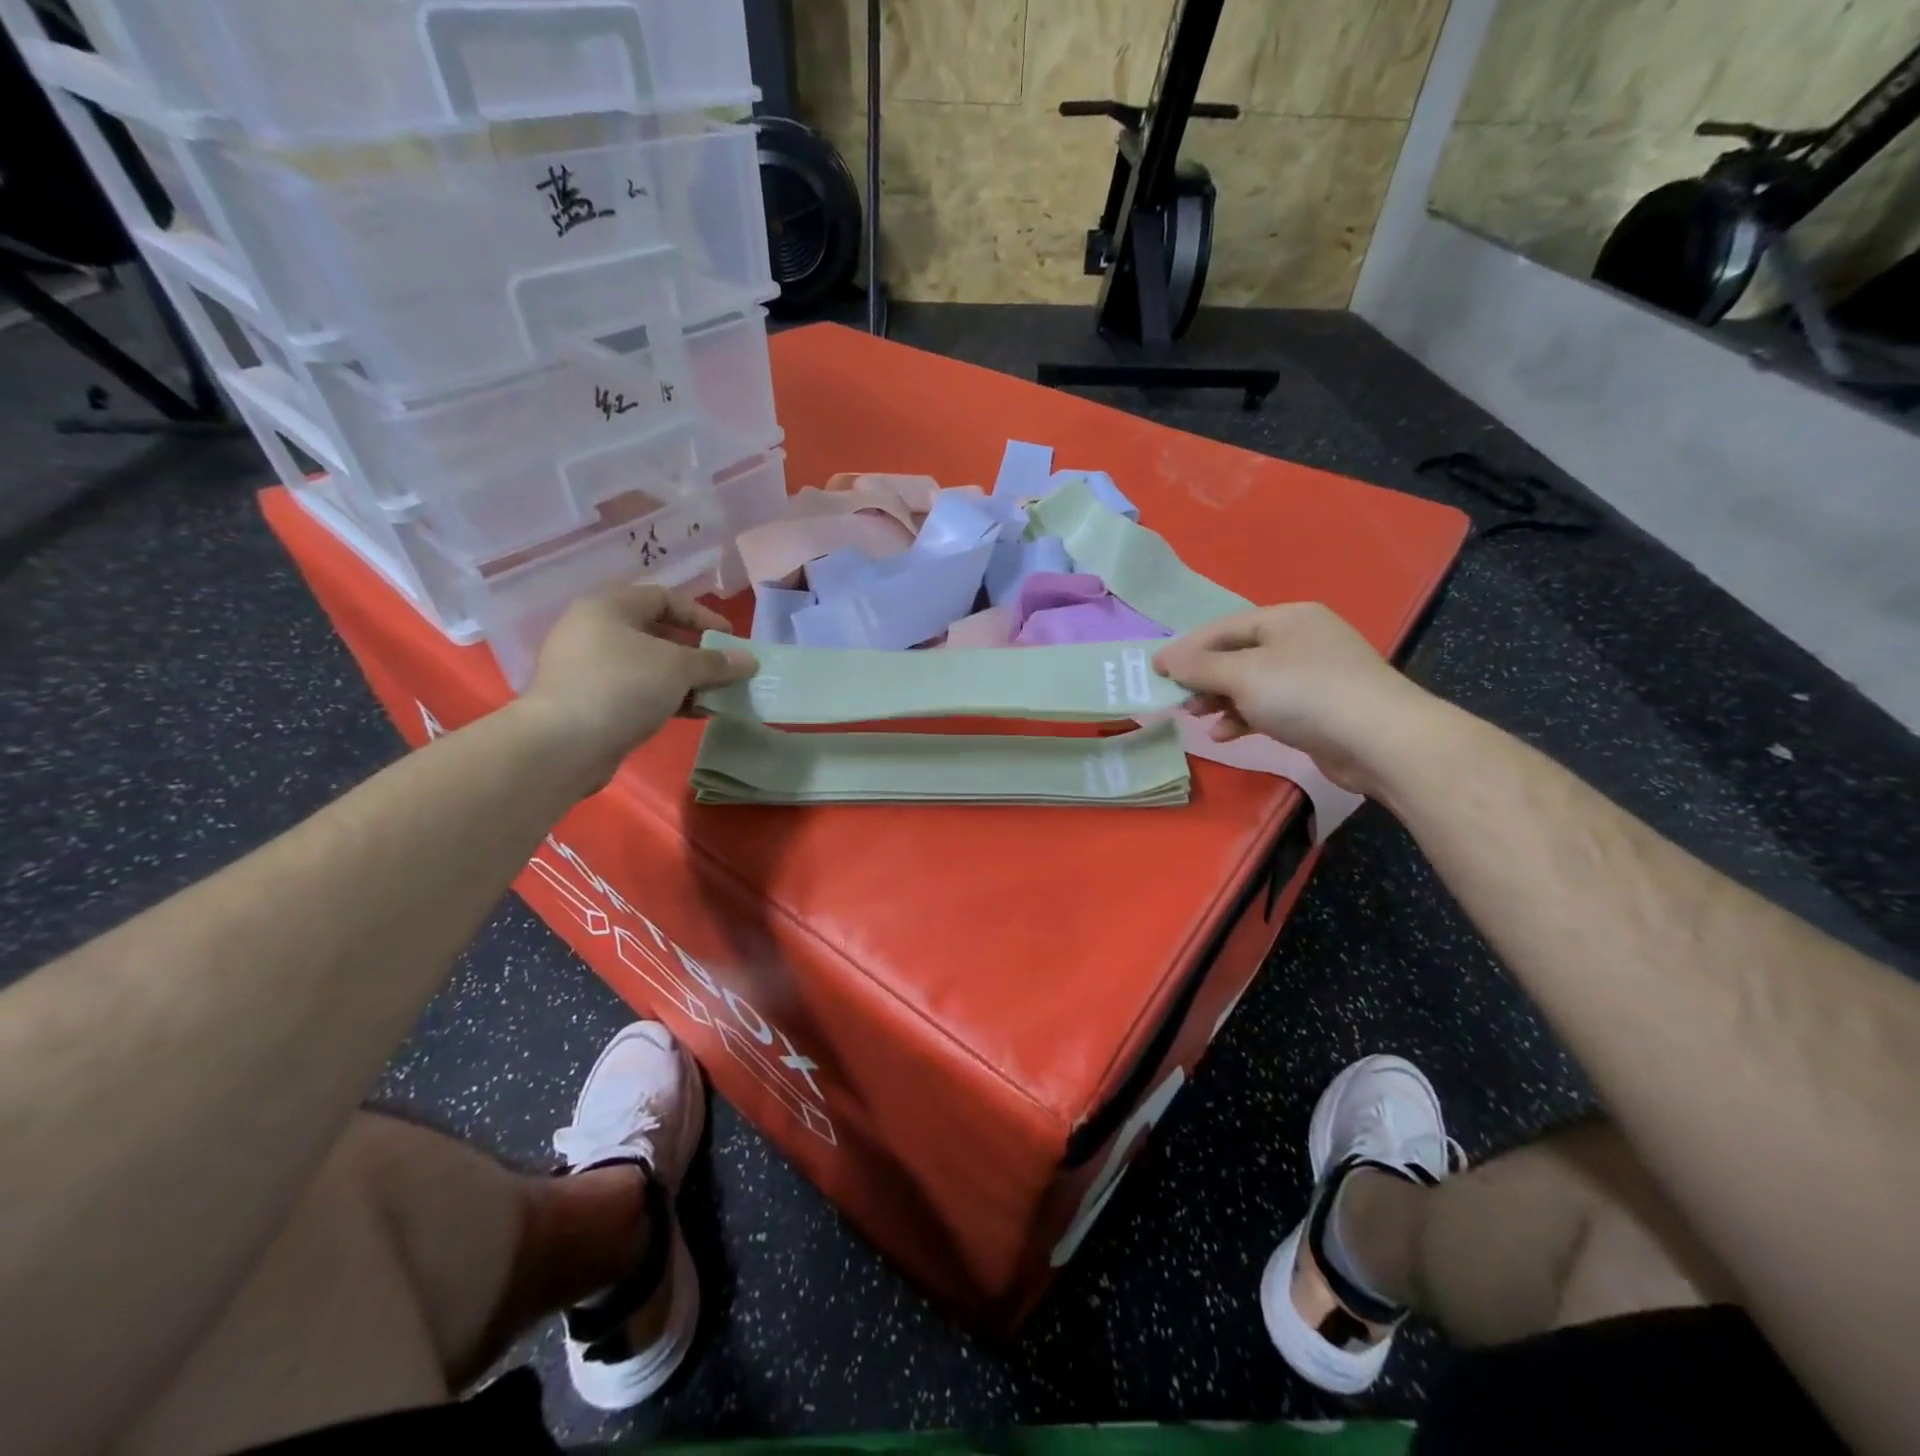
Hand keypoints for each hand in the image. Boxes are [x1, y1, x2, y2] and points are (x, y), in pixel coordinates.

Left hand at [522, 584, 755, 786]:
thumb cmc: (622, 687)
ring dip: (685, 680)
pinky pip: (636, 692)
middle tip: (725, 670)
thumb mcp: (678, 668)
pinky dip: (666, 698)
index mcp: (608, 608)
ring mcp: (587, 669)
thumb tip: (749, 661)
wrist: (563, 745)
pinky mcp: (588, 702)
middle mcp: (593, 632)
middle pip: (656, 634)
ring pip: (648, 666)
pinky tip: (692, 713)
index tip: (730, 638)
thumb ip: (716, 662)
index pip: (663, 598)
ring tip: (715, 696)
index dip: (701, 615)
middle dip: (697, 653)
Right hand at [1153, 603, 1435, 793]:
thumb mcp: (1243, 675)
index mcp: (1287, 618)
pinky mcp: (1320, 709)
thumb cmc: (1305, 693)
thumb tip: (1164, 658)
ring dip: (1220, 700)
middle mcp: (1301, 640)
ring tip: (1196, 718)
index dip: (1187, 648)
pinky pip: (1270, 707)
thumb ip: (1200, 666)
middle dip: (1203, 677)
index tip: (1155, 670)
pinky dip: (1245, 717)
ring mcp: (1314, 675)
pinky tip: (1226, 734)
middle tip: (1176, 699)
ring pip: (1252, 683)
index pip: (1224, 627)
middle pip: (1237, 655)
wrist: (1380, 740)